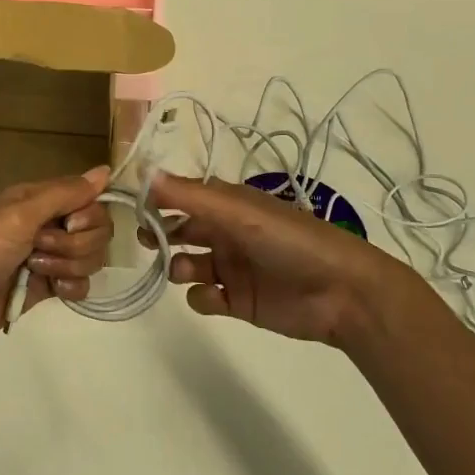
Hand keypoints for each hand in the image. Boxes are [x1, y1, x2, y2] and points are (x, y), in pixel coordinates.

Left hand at [0, 167, 112, 356]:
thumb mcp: (20, 215)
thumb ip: (64, 194)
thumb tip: (106, 170)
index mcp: (39, 200)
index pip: (90, 200)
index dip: (88, 215)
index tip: (67, 225)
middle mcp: (47, 224)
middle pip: (96, 230)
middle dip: (76, 244)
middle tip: (39, 249)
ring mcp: (48, 257)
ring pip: (90, 258)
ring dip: (69, 266)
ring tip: (34, 271)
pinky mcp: (47, 287)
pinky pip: (81, 284)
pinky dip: (71, 288)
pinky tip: (51, 291)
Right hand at [148, 172, 422, 346]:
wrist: (342, 293)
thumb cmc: (291, 241)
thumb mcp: (239, 212)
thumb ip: (190, 196)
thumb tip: (144, 172)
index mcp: (229, 204)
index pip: (184, 196)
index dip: (158, 200)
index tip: (132, 207)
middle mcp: (227, 232)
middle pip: (181, 230)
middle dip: (160, 234)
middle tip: (146, 240)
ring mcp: (231, 267)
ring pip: (187, 264)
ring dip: (177, 266)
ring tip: (184, 270)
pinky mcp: (238, 301)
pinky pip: (203, 297)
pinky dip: (200, 297)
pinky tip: (214, 296)